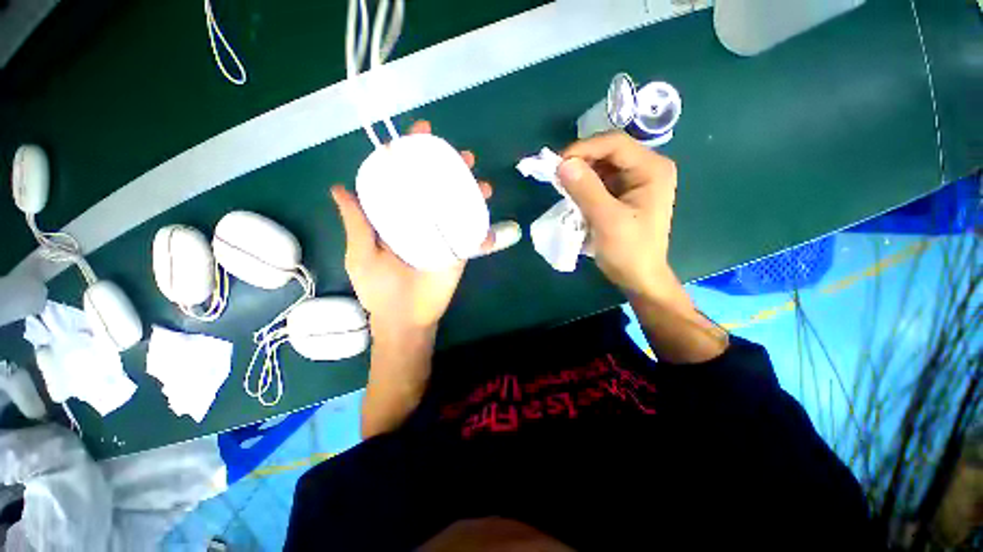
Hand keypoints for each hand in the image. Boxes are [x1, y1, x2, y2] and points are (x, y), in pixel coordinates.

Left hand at [331, 121, 493, 337]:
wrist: (406, 318)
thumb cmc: (380, 289)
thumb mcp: (361, 254)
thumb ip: (356, 223)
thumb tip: (339, 187)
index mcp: (398, 217)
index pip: (405, 180)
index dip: (412, 157)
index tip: (419, 135)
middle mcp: (422, 220)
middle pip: (437, 187)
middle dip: (450, 168)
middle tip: (461, 156)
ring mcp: (443, 235)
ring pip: (458, 206)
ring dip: (471, 190)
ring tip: (480, 180)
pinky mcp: (459, 250)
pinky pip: (473, 232)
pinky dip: (483, 222)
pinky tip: (489, 210)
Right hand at [558, 131, 677, 298]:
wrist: (638, 277)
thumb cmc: (629, 251)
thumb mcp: (606, 220)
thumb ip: (586, 190)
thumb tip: (562, 164)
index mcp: (652, 169)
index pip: (615, 144)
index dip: (584, 148)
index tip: (558, 164)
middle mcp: (647, 168)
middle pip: (608, 152)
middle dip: (581, 161)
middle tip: (557, 176)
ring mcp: (635, 181)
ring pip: (602, 166)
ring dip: (580, 174)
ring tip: (562, 187)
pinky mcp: (624, 193)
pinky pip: (600, 180)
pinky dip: (584, 186)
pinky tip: (573, 195)